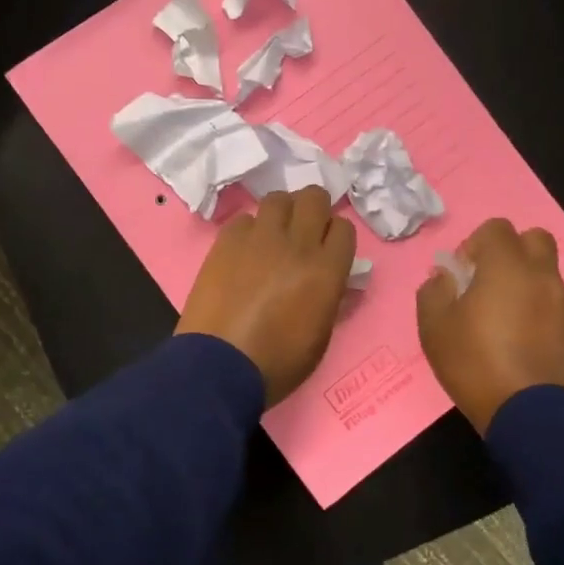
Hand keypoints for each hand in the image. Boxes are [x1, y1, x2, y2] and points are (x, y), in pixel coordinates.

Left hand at [177, 187, 358, 405]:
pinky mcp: (226, 241)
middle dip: (313, 209)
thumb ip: (329, 297)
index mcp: (326, 271)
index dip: (336, 237)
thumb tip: (330, 279)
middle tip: (304, 230)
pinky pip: (244, 219)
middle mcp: (297, 244)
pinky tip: (243, 251)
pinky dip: (249, 230)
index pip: (344, 228)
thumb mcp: (320, 336)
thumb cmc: (277, 362)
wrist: (219, 366)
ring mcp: (259, 238)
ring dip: (282, 213)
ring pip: (278, 199)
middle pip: (313, 198)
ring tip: (274, 234)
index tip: (327, 249)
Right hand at [416, 218, 563, 434]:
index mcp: (507, 267)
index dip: (476, 243)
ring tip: (503, 318)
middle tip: (488, 282)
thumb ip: (433, 293)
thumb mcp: (434, 329)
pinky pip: (556, 305)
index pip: (497, 228)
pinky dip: (539, 310)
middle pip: (535, 239)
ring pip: (547, 274)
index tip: (463, 273)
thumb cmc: (476, 363)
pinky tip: (521, 341)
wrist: (532, 415)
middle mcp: (542, 276)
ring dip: (526, 283)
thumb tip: (442, 277)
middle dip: (511, 251)